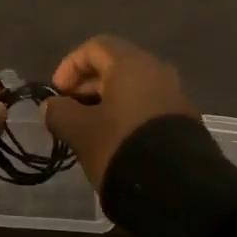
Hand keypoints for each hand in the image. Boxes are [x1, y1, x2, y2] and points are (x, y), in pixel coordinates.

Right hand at [43, 36, 198, 189]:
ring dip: (108, 103)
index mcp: (131, 64)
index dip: (70, 66)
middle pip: (116, 66)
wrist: (178, 189)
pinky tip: (116, 142)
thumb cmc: (121, 147)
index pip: (95, 47)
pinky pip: (149, 107)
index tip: (57, 94)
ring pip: (133, 89)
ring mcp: (175, 96)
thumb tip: (51, 106)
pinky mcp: (185, 121)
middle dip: (87, 86)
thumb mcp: (80, 131)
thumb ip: (60, 113)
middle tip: (70, 112)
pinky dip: (128, 116)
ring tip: (90, 131)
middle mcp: (157, 71)